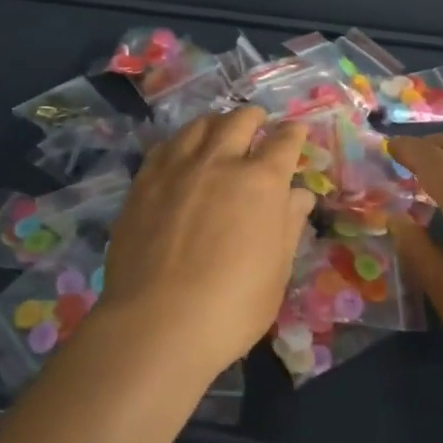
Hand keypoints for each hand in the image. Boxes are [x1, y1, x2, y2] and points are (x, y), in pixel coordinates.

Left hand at [98, 107, 314, 378]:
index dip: (294, 133)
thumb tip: (299, 195)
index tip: (297, 131)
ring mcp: (177, 168)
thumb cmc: (232, 306)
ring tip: (219, 131)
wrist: (157, 324)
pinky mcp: (143, 182)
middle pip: (240, 120)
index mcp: (261, 182)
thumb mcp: (276, 271)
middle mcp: (220, 162)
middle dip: (255, 118)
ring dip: (217, 123)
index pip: (285, 142)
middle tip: (259, 123)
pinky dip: (181, 142)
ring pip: (199, 125)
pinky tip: (181, 154)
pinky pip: (165, 146)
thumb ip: (288, 225)